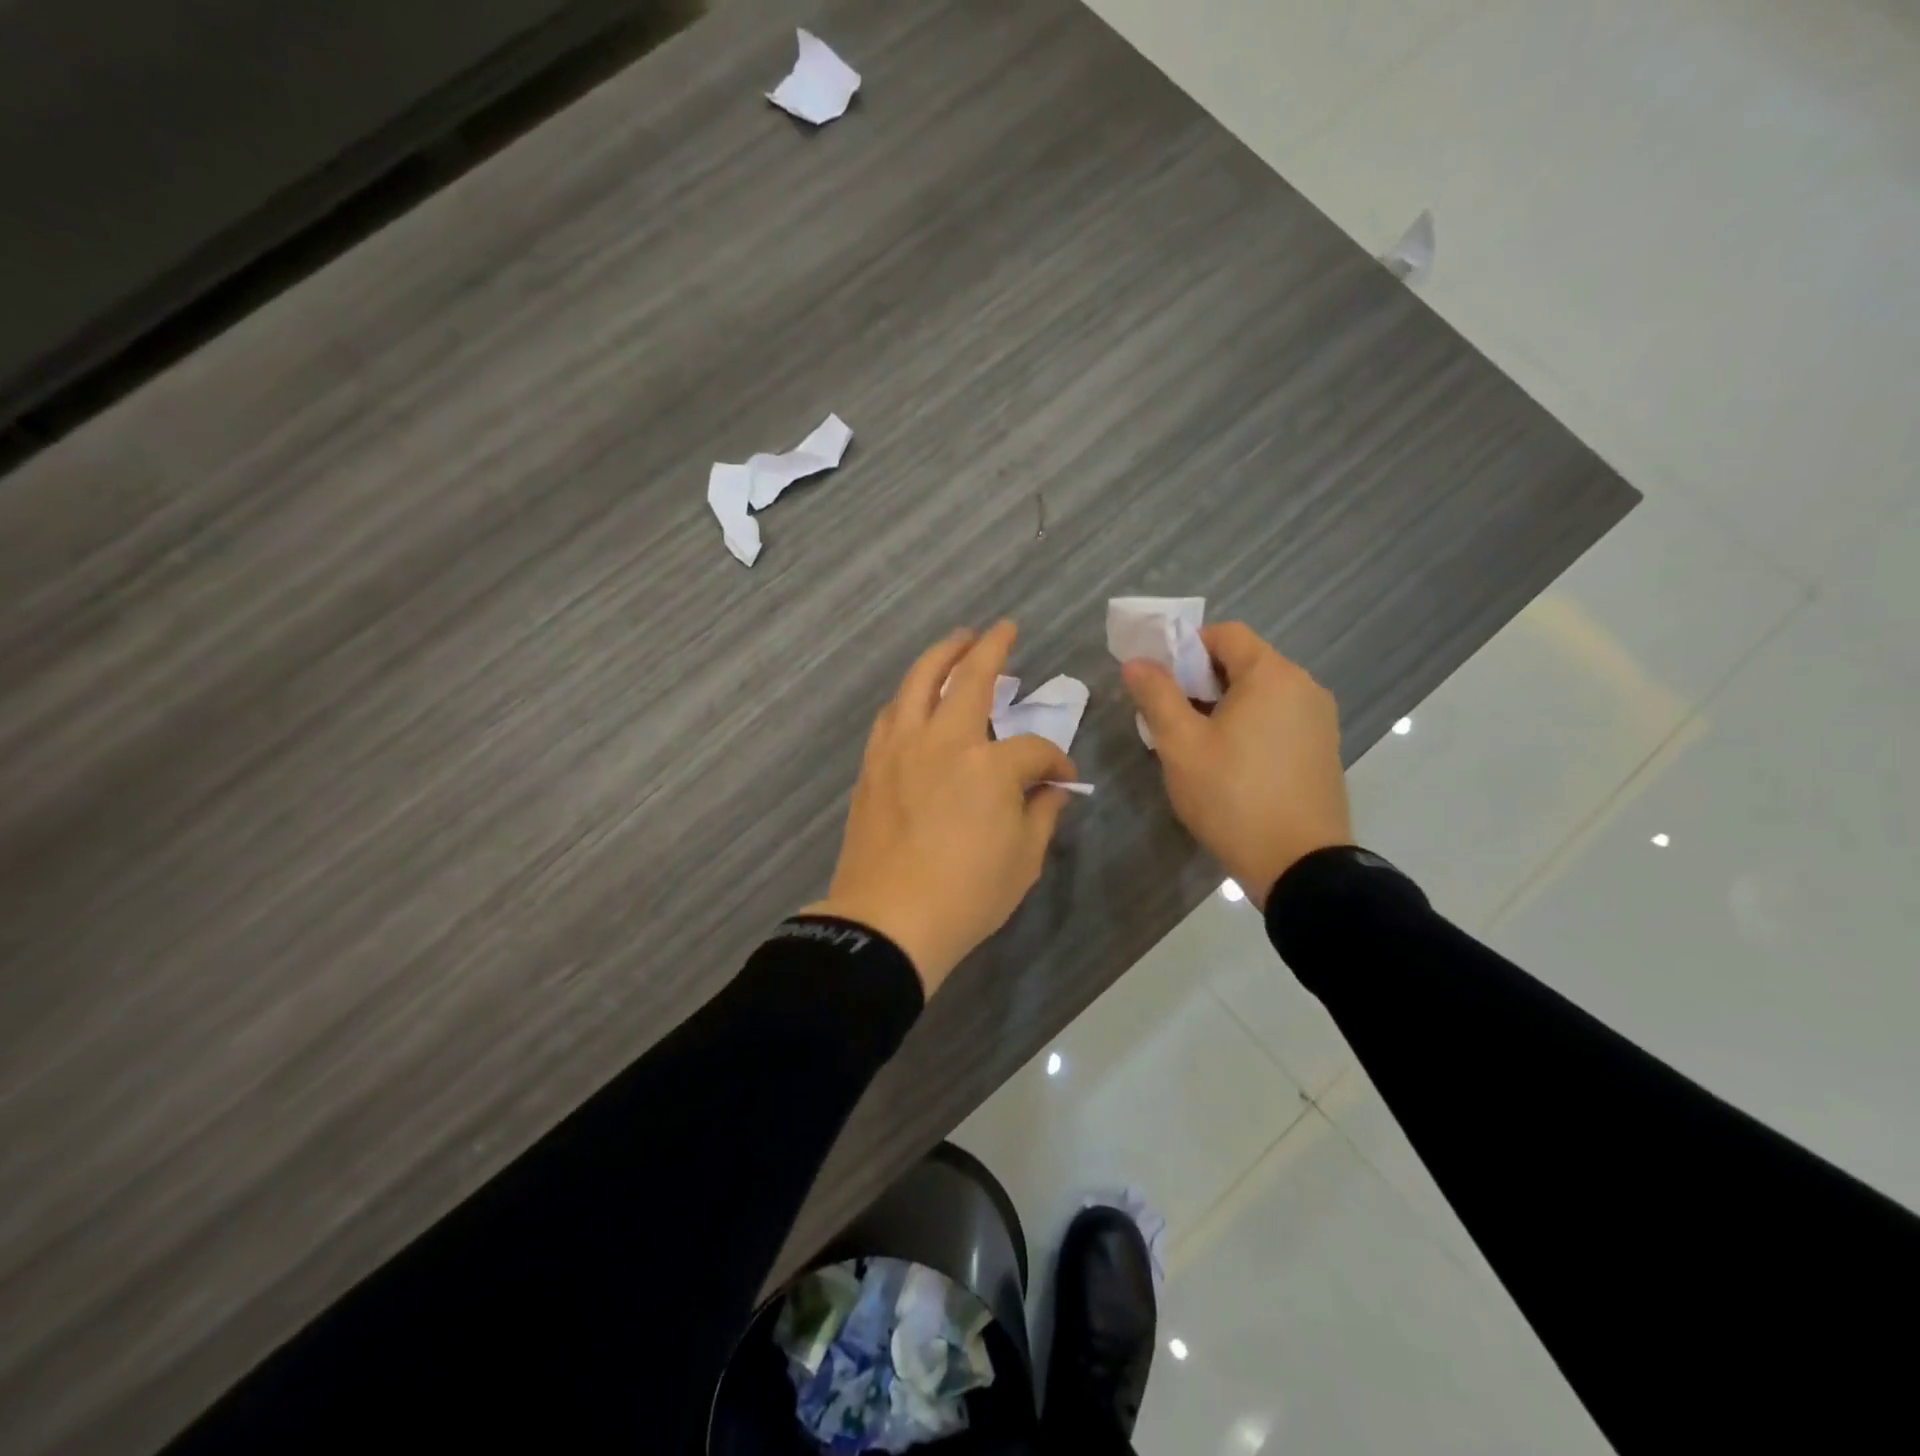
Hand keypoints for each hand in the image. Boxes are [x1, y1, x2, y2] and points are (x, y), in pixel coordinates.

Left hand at [805, 621, 1078, 994]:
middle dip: (992, 648)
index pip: (1034, 749)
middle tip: (1002, 630)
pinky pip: (892, 714)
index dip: (1055, 762)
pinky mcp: (873, 765)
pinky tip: (917, 699)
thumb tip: (1051, 790)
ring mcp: (901, 748)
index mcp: (989, 766)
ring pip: (919, 682)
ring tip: (957, 643)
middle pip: (970, 678)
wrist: (887, 921)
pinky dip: (910, 696)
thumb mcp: (1024, 861)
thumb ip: (1041, 814)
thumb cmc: (965, 896)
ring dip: (941, 655)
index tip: (1061, 780)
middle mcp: (943, 741)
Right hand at [1122, 622, 1351, 907]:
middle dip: (1200, 681)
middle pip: (1244, 662)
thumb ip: (1157, 695)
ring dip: (1223, 706)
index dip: (1186, 648)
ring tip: (1195, 745)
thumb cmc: (1233, 796)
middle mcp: (1304, 687)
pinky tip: (1228, 763)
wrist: (1299, 865)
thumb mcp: (1181, 745)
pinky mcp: (1322, 749)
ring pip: (1260, 694)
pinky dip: (1249, 726)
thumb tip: (1136, 662)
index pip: (1225, 634)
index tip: (1161, 682)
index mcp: (1272, 675)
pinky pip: (1278, 720)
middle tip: (1169, 717)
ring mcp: (1319, 720)